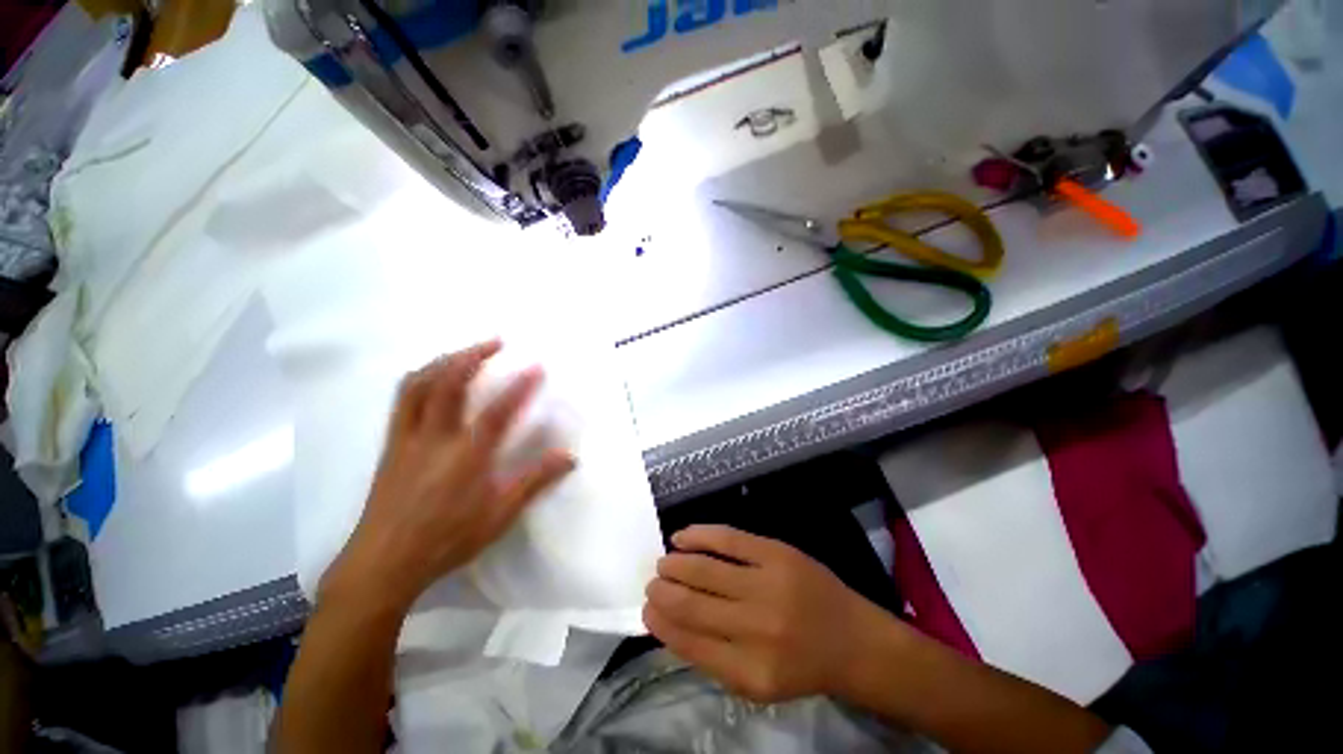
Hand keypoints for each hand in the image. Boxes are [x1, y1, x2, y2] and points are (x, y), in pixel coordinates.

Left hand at [322, 340, 574, 611]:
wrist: (383, 563)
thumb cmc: (447, 539)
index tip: (536, 366)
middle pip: (449, 383)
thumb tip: (570, 457)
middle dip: (473, 355)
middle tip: (496, 341)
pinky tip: (431, 377)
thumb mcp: (500, 514)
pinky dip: (419, 377)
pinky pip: (402, 399)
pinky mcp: (391, 444)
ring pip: (419, 385)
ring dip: (444, 360)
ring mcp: (407, 438)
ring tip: (465, 351)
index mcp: (466, 456)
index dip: (520, 386)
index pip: (498, 411)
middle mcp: (435, 438)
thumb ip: (536, 480)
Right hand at [643, 525, 893, 703]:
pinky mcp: (776, 553)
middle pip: (692, 603)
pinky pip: (728, 539)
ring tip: (663, 563)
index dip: (661, 624)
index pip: (688, 642)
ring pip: (704, 569)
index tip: (647, 611)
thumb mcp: (758, 682)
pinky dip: (699, 535)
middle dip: (662, 592)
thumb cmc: (802, 664)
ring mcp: (767, 584)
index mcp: (749, 672)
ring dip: (675, 564)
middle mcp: (756, 628)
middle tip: (652, 584)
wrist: (853, 639)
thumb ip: (714, 658)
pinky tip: (682, 536)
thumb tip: (670, 625)